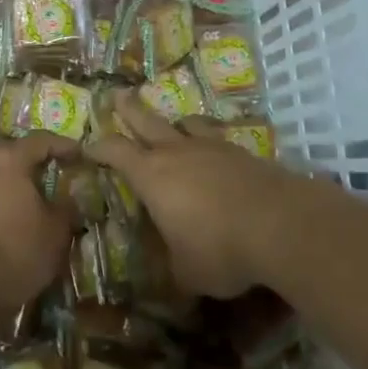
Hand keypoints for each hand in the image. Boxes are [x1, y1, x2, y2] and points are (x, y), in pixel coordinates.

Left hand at [0, 131, 80, 310]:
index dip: (62, 145)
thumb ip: (65, 210)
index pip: (40, 140)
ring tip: (26, 207)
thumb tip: (69, 199)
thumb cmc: (14, 249)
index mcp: (10, 160)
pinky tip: (3, 228)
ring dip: (9, 187)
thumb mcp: (54, 234)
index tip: (79, 154)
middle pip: (9, 154)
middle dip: (29, 163)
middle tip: (47, 176)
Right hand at [90, 96, 300, 297]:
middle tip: (117, 94)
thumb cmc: (220, 249)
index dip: (99, 147)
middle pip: (146, 121)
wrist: (279, 223)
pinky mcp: (241, 152)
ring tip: (174, 123)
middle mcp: (176, 152)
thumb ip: (173, 268)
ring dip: (174, 123)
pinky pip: (217, 138)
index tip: (88, 144)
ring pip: (185, 123)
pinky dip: (209, 140)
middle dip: (129, 109)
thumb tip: (170, 275)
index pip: (116, 152)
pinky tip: (215, 151)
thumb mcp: (188, 272)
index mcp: (152, 176)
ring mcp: (211, 147)